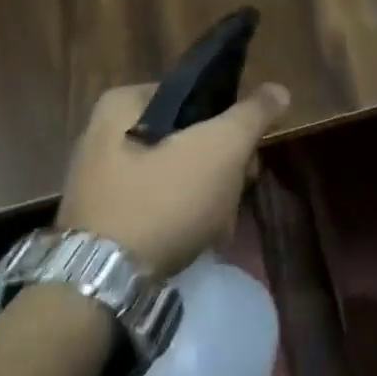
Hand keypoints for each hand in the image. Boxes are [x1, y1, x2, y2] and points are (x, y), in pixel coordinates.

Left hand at [57, 81, 290, 278]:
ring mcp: (99, 181)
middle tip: (238, 189)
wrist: (100, 286)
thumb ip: (253, 114)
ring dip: (206, 196)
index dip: (228, 119)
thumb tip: (277, 89)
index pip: (193, 94)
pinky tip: (198, 240)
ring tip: (221, 224)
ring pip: (174, 175)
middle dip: (220, 166)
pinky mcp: (100, 222)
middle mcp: (101, 135)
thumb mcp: (222, 147)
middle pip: (186, 138)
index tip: (247, 149)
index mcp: (122, 104)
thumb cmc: (163, 199)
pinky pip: (154, 206)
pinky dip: (179, 219)